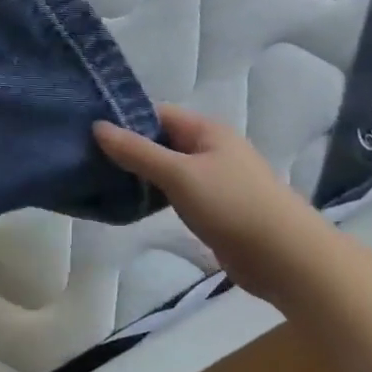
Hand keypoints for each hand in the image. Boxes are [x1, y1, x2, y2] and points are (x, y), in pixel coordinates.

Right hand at [94, 106, 331, 299]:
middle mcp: (210, 149)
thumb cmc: (232, 205)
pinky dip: (154, 195)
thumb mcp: (179, 174)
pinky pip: (175, 193)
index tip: (87, 130)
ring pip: (166, 169)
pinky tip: (128, 204)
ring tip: (98, 179)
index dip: (124, 118)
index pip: (156, 113)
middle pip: (160, 140)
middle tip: (85, 157)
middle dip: (127, 147)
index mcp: (206, 130)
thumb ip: (137, 152)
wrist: (286, 257)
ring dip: (139, 174)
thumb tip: (97, 126)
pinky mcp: (213, 208)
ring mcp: (213, 179)